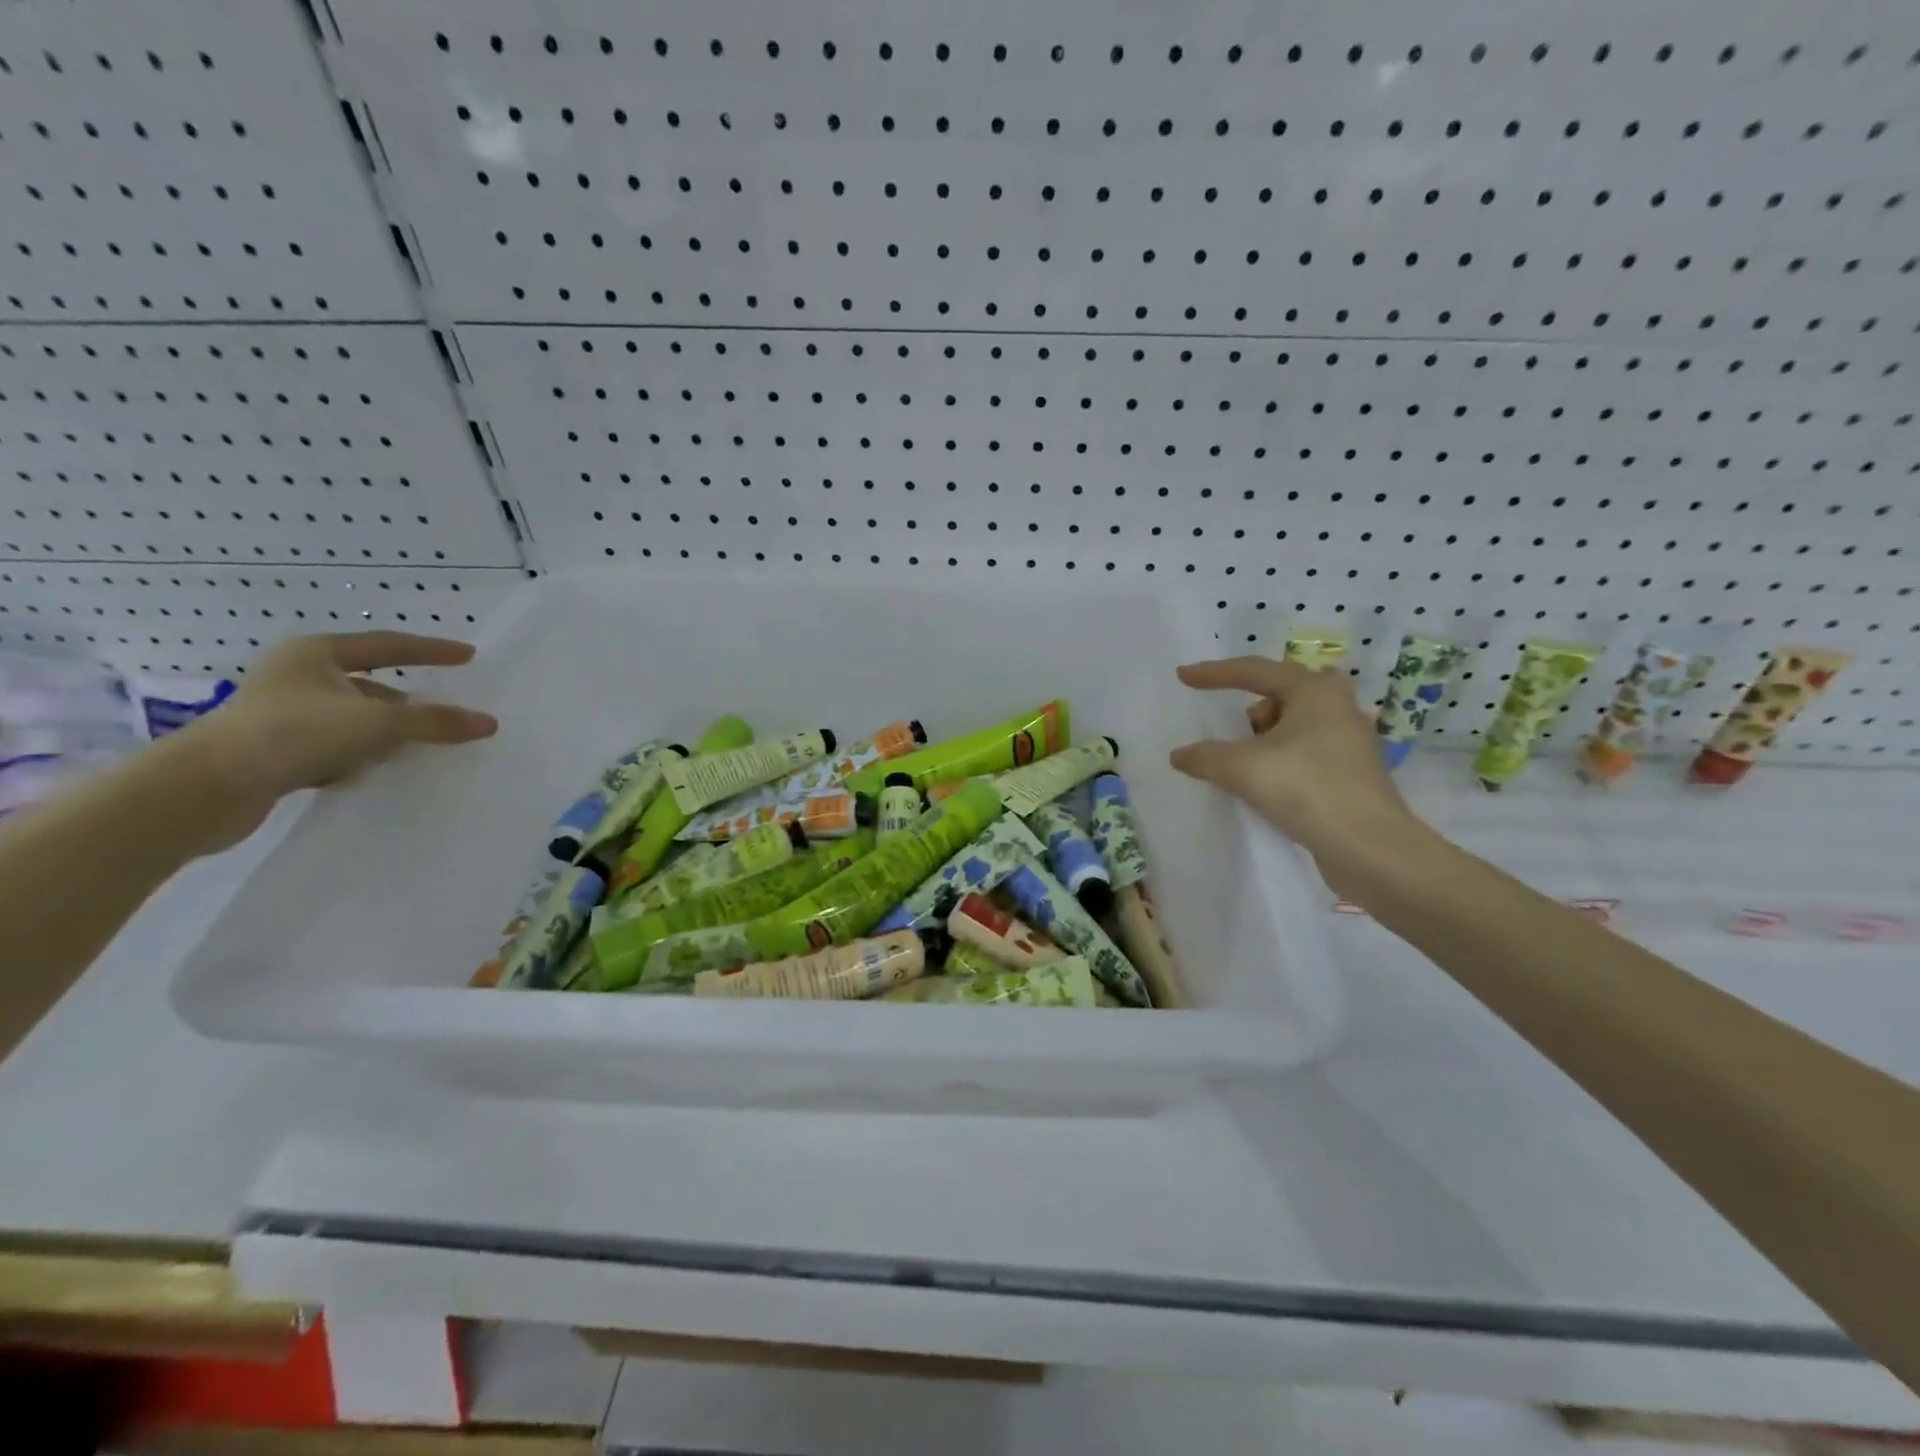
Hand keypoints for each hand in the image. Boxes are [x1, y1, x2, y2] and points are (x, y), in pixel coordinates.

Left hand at [178, 631, 497, 850]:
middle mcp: (297, 677)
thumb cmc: (292, 735)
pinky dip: (359, 756)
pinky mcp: (274, 750)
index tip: (469, 656)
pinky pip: (335, 746)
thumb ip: (434, 722)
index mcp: (316, 654)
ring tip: (419, 749)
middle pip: (371, 685)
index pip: (389, 646)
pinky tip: (375, 772)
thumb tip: (488, 722)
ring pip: (353, 719)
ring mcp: (282, 714)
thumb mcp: (376, 724)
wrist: (203, 789)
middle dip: (408, 701)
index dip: (432, 650)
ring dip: (385, 733)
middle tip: (445, 712)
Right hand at [1170, 656, 1425, 892]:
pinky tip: (1269, 788)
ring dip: (1262, 743)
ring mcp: (1350, 740)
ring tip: (1248, 771)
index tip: (1182, 677)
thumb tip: (1179, 755)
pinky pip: (1303, 752)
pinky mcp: (1352, 772)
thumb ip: (1204, 756)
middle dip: (1246, 715)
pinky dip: (1279, 762)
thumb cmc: (1306, 790)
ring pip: (1290, 727)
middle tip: (1228, 737)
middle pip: (1275, 697)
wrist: (1370, 848)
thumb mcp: (1241, 768)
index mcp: (1315, 690)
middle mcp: (1338, 706)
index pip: (1254, 671)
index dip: (1214, 674)